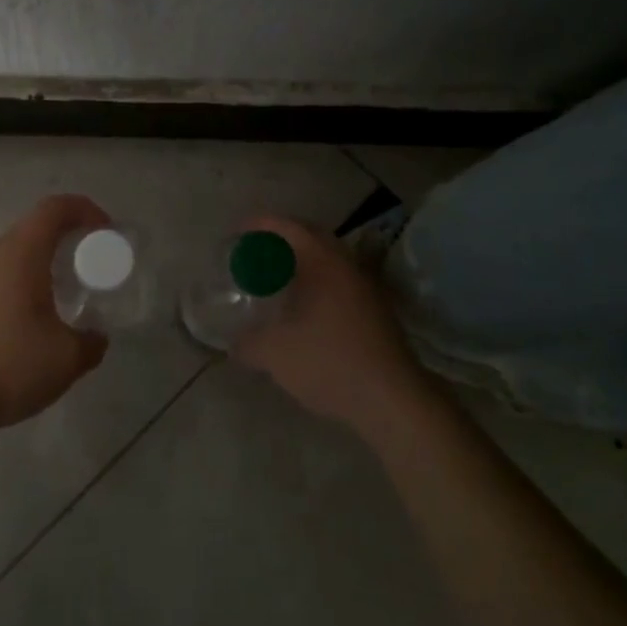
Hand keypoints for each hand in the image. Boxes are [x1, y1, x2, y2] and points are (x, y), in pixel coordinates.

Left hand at [0, 194, 110, 434]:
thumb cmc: (8, 366)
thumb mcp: (67, 359)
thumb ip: (92, 342)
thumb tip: (96, 337)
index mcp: (21, 254)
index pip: (55, 208)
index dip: (85, 210)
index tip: (107, 233)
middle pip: (36, 227)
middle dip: (70, 238)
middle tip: (93, 264)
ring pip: (17, 253)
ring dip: (47, 262)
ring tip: (69, 292)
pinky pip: (3, 275)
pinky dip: (27, 282)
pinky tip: (37, 318)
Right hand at [229, 216, 425, 437]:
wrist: (393, 400)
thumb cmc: (330, 363)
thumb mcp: (275, 354)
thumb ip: (248, 343)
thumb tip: (234, 344)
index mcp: (324, 262)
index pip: (288, 227)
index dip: (260, 225)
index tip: (237, 233)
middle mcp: (348, 265)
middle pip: (311, 237)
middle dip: (281, 240)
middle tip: (255, 253)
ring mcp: (367, 287)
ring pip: (329, 260)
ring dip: (302, 263)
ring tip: (276, 279)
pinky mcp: (377, 310)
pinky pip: (339, 281)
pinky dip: (317, 282)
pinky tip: (303, 308)